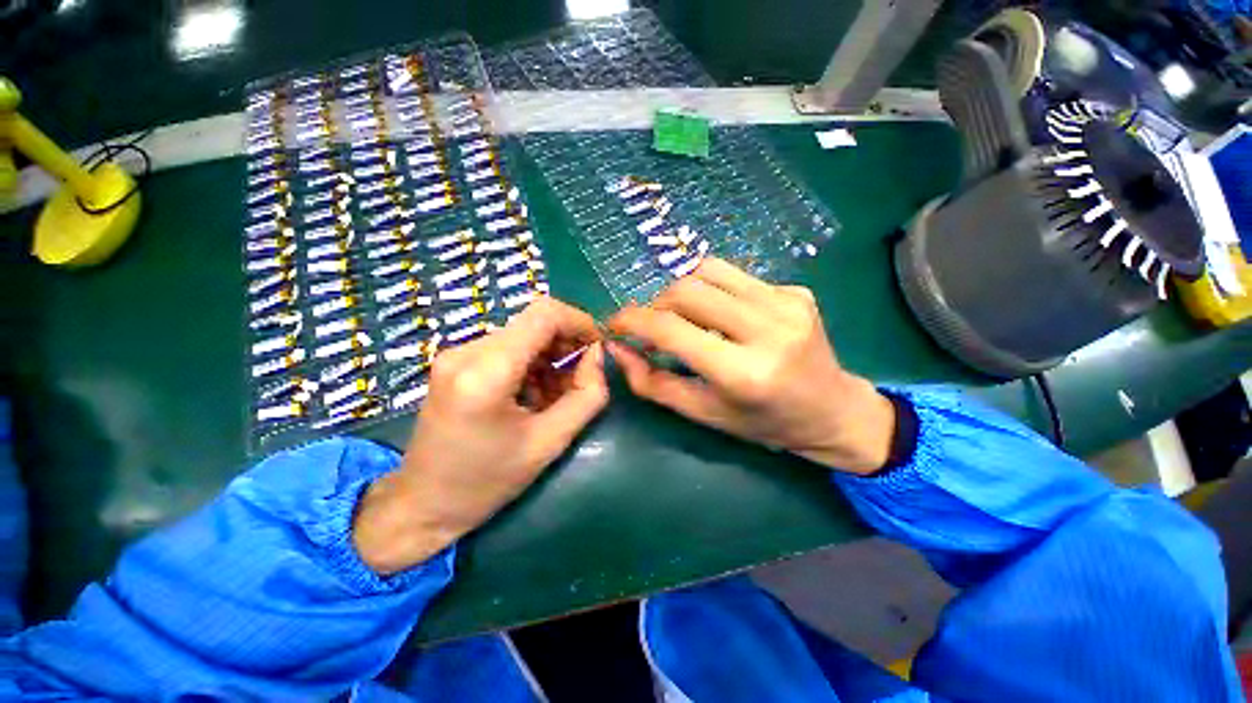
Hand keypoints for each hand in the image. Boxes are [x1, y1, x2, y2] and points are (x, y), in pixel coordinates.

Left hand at [354, 298, 608, 574]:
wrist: (423, 505)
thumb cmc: (487, 482)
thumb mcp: (550, 443)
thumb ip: (587, 395)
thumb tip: (598, 356)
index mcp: (487, 371)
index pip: (544, 314)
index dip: (580, 321)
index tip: (598, 346)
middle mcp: (466, 351)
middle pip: (534, 323)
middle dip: (567, 343)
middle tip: (582, 377)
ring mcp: (456, 354)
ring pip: (523, 334)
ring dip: (550, 356)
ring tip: (557, 394)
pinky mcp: (455, 362)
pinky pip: (507, 347)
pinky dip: (532, 363)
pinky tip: (534, 394)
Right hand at [607, 258, 894, 475]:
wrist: (832, 410)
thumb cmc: (763, 423)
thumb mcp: (703, 413)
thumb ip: (653, 382)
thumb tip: (618, 349)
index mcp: (743, 372)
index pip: (671, 329)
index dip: (632, 320)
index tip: (614, 324)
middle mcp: (768, 329)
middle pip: (687, 290)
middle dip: (657, 304)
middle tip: (654, 327)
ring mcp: (787, 303)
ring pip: (708, 270)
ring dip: (682, 292)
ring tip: (683, 317)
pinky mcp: (796, 291)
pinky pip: (735, 276)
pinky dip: (713, 291)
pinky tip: (722, 316)